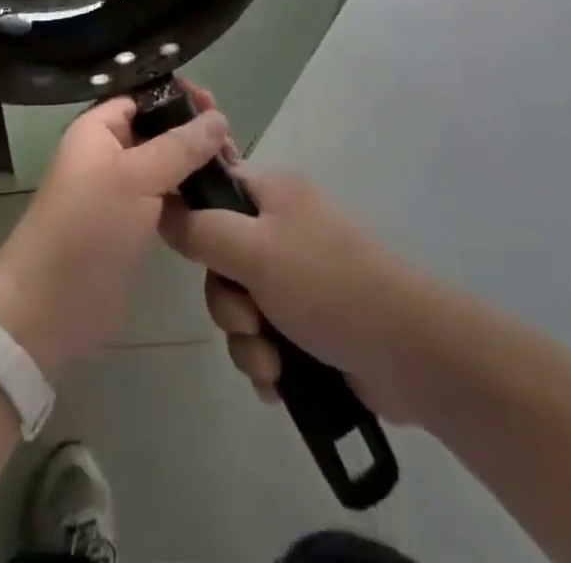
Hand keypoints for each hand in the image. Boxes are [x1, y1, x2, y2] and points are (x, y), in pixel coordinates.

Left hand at [0, 97, 229, 377]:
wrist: (51, 306)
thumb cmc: (89, 227)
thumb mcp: (137, 177)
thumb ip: (180, 146)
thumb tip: (220, 116)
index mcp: (98, 128)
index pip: (142, 96)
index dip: (177, 96)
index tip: (216, 105)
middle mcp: (108, 152)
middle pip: (157, 129)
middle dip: (193, 132)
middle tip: (233, 146)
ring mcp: (120, 190)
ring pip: (165, 164)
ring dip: (195, 165)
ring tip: (233, 170)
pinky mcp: (132, 224)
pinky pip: (165, 196)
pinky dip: (188, 195)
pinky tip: (218, 199)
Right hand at [160, 167, 433, 425]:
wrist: (409, 352)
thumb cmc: (326, 284)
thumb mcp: (254, 250)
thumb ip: (200, 229)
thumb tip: (161, 209)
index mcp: (273, 194)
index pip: (214, 188)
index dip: (194, 216)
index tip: (189, 251)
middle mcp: (282, 229)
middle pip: (221, 257)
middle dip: (226, 302)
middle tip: (247, 321)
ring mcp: (297, 278)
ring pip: (240, 305)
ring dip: (246, 341)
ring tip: (271, 364)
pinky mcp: (310, 324)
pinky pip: (264, 338)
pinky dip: (267, 361)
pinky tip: (280, 383)